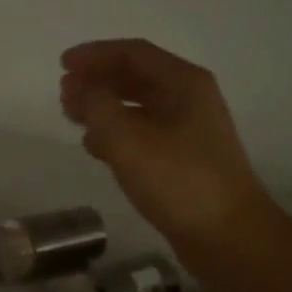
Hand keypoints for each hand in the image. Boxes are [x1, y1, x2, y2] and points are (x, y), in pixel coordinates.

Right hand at [61, 38, 272, 253]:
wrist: (229, 237)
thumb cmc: (180, 182)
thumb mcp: (129, 140)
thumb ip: (98, 107)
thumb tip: (80, 88)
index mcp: (184, 84)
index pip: (134, 53)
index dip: (95, 54)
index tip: (62, 65)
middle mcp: (189, 100)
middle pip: (136, 77)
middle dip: (98, 80)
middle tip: (63, 93)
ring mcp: (188, 131)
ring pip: (138, 107)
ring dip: (104, 106)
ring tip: (72, 116)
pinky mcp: (182, 160)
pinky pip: (143, 134)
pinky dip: (116, 133)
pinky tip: (95, 146)